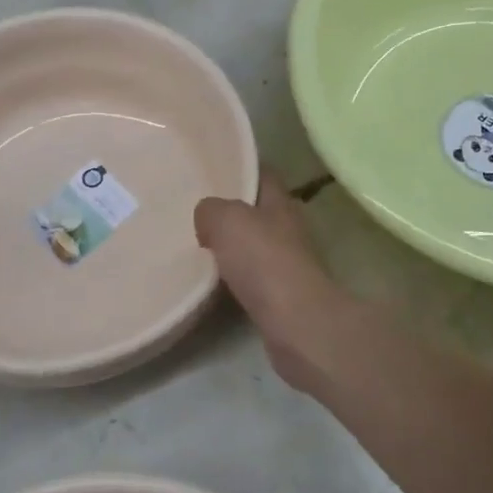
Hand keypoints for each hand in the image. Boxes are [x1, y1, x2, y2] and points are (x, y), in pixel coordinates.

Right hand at [195, 172, 346, 391]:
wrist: (295, 323)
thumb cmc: (264, 261)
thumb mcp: (226, 220)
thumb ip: (211, 210)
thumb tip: (207, 217)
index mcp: (281, 201)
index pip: (262, 174)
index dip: (240, 168)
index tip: (213, 170)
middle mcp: (288, 228)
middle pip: (257, 211)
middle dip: (231, 210)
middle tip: (196, 211)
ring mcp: (288, 263)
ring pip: (254, 246)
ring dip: (231, 247)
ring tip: (197, 246)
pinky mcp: (282, 297)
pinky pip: (252, 279)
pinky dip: (234, 279)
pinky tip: (211, 282)